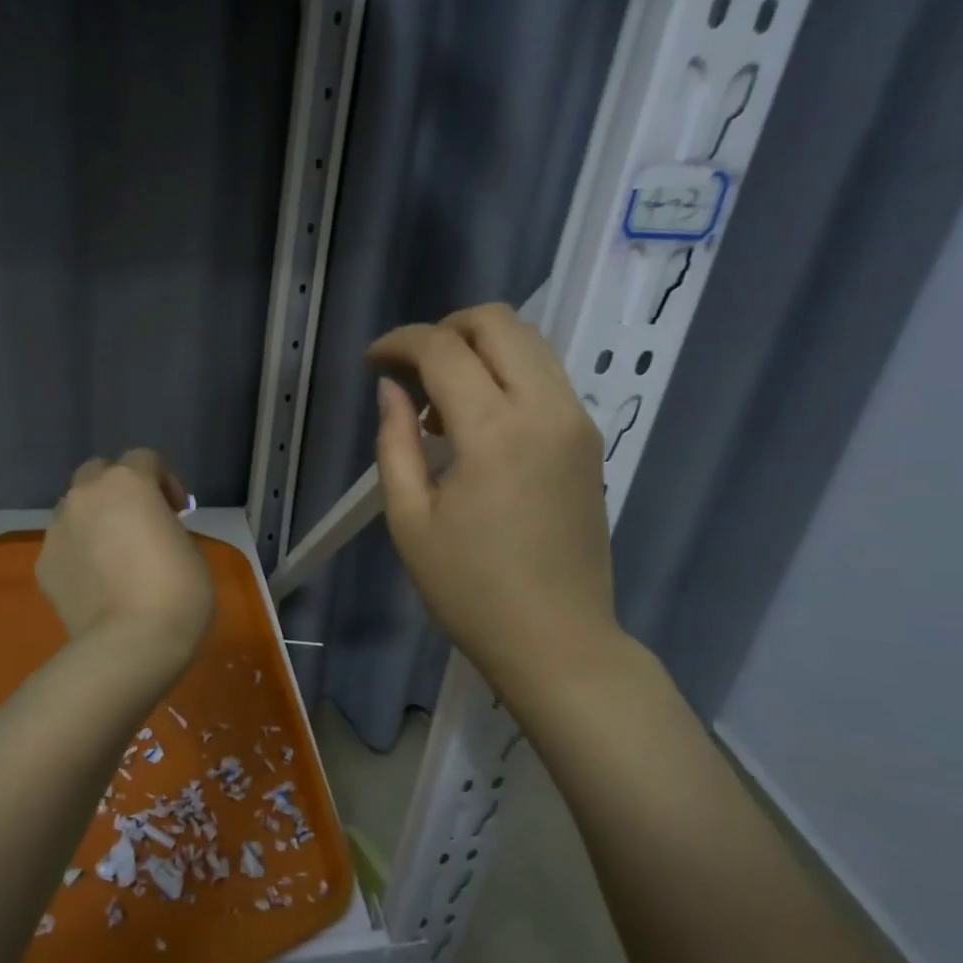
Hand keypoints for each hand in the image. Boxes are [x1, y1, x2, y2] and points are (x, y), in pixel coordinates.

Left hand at [37, 450, 213, 674]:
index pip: (144, 459)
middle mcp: (85, 496)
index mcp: (128, 483)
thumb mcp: (188, 547)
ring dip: (94, 520)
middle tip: (138, 522)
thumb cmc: (177, 591)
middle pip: (98, 472)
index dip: (164, 481)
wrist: (130, 645)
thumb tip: (148, 531)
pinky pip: (63, 546)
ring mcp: (58, 529)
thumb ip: (164, 525)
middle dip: (117, 489)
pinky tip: (95, 585)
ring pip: (74, 509)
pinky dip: (78, 554)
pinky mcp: (43, 564)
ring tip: (112, 557)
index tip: (178, 512)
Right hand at [369, 303, 623, 696]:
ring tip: (441, 400)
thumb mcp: (410, 520)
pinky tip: (478, 420)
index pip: (443, 349)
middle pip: (497, 321)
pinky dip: (507, 372)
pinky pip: (546, 374)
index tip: (373, 362)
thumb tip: (391, 389)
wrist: (557, 640)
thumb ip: (395, 442)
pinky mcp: (589, 439)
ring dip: (479, 348)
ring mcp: (576, 421)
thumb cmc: (470, 589)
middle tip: (410, 370)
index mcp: (495, 431)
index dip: (399, 343)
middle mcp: (546, 408)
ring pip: (529, 341)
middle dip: (445, 329)